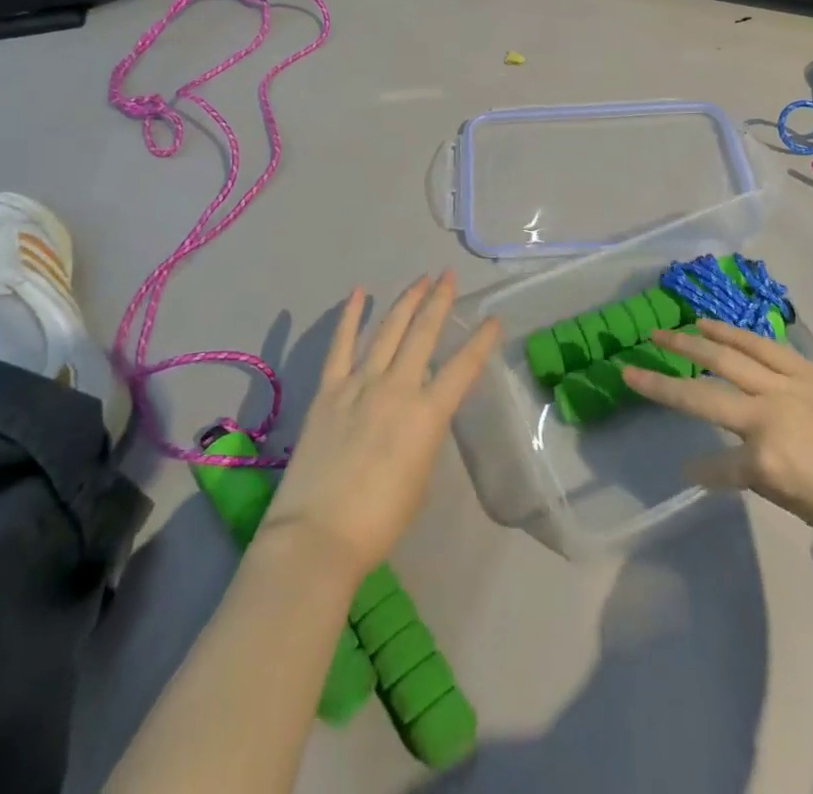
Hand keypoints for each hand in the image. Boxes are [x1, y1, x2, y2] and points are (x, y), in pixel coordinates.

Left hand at [260, 273, 500, 581]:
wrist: (318, 535)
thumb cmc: (379, 520)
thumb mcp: (421, 475)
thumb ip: (423, 434)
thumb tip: (416, 412)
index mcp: (428, 415)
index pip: (464, 367)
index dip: (482, 341)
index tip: (494, 320)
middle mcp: (397, 388)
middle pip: (423, 333)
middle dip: (439, 301)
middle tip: (449, 276)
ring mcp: (360, 384)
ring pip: (388, 330)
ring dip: (406, 301)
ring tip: (421, 279)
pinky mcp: (329, 389)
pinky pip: (342, 344)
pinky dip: (351, 316)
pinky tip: (359, 293)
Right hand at [622, 319, 812, 553]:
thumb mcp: (808, 508)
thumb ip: (764, 479)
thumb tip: (734, 463)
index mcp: (767, 462)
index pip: (717, 468)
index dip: (700, 472)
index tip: (687, 473)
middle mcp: (766, 416)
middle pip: (702, 395)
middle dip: (661, 383)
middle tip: (629, 368)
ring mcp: (786, 385)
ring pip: (726, 357)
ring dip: (689, 344)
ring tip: (662, 333)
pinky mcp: (806, 369)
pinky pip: (759, 346)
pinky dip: (731, 333)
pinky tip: (710, 325)